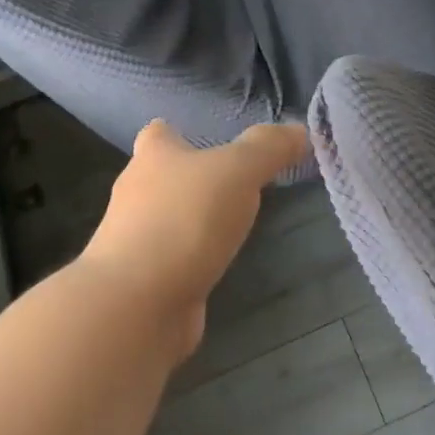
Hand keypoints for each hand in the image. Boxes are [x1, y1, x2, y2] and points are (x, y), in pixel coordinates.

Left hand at [81, 120, 308, 356]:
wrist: (137, 303)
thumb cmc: (185, 220)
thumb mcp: (239, 171)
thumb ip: (269, 148)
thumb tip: (300, 131)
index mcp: (153, 157)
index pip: (158, 133)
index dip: (179, 132)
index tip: (209, 139)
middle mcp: (136, 194)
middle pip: (162, 176)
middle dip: (193, 177)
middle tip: (236, 181)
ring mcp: (134, 240)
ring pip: (167, 219)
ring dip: (193, 220)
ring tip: (234, 222)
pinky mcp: (143, 280)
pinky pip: (172, 259)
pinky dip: (192, 259)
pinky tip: (218, 263)